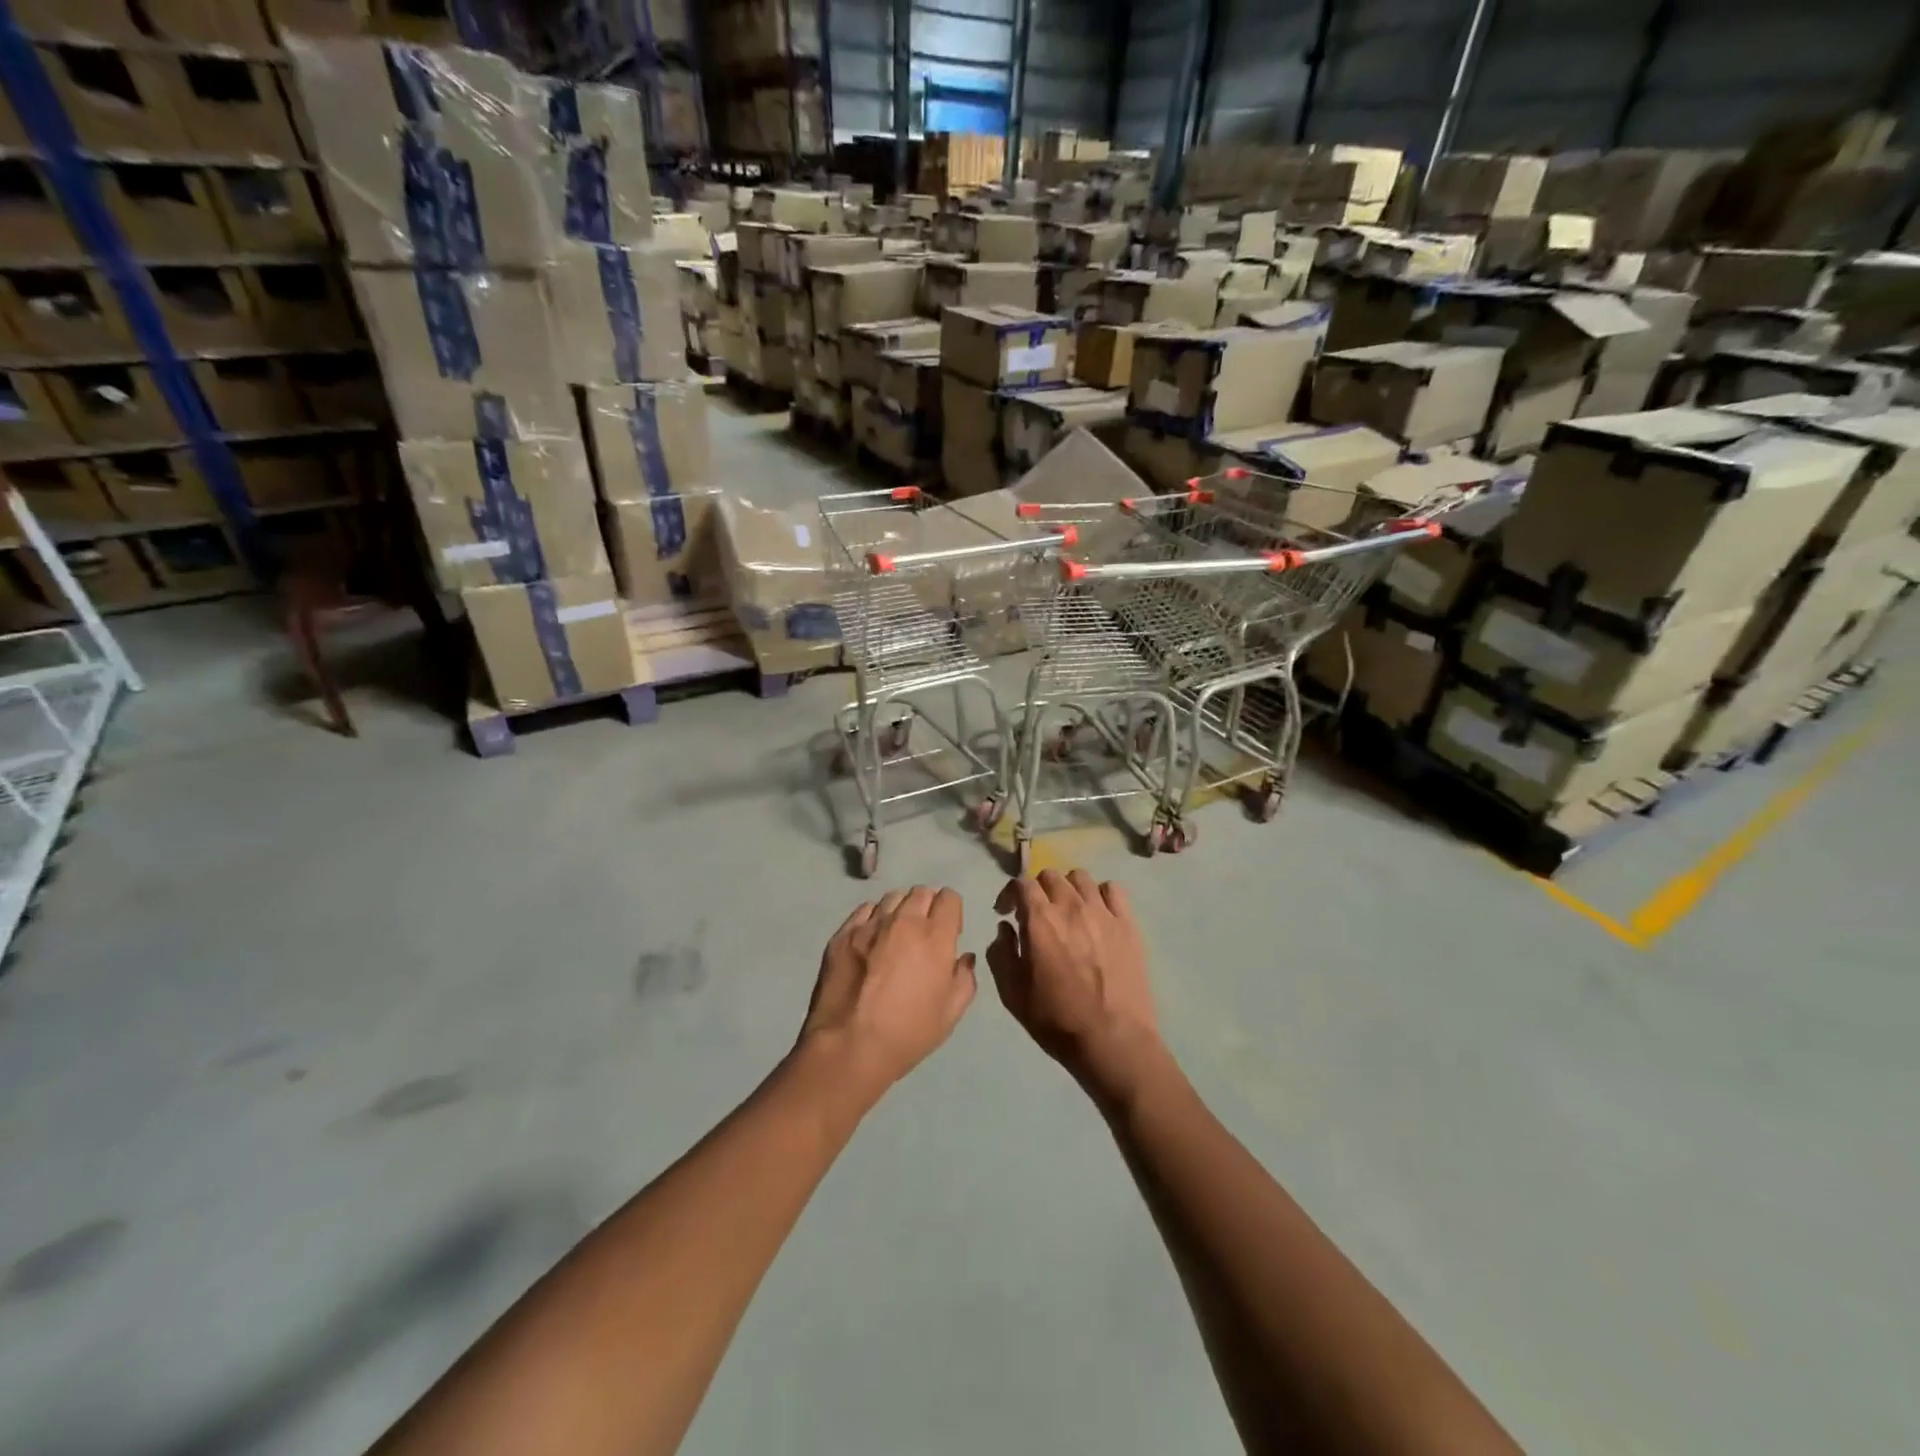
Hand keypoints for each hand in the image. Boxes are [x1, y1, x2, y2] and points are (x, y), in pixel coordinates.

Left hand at [797, 887, 977, 1109]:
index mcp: (935, 937)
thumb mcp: (950, 1014)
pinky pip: (864, 910)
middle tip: (924, 934)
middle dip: (928, 907)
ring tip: (895, 935)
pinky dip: (873, 918)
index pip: (949, 898)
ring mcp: (870, 924)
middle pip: (921, 892)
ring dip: (900, 910)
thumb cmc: (908, 1033)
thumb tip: (964, 958)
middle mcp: (903, 921)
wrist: (849, 1046)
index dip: (952, 912)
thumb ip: (965, 978)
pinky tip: (871, 940)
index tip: (949, 933)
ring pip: (892, 898)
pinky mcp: (843, 934)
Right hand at [988, 870, 1164, 1104]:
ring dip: (1068, 888)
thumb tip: (1005, 928)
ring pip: (1081, 877)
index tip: (1007, 912)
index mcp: (1040, 920)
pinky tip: (1098, 914)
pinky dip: (1101, 894)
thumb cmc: (1057, 1020)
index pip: (1021, 883)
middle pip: (1050, 875)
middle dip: (1038, 890)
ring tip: (1068, 910)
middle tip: (1037, 914)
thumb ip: (1002, 953)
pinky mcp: (1128, 924)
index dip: (1010, 894)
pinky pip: (1113, 890)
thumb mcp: (1013, 994)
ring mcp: (1103, 912)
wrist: (1112, 1040)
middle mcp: (1070, 906)